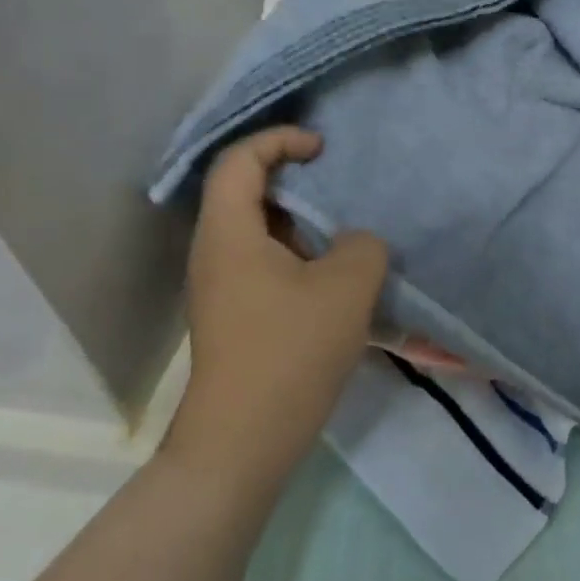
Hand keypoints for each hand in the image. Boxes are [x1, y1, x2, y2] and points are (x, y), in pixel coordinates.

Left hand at [167, 128, 388, 498]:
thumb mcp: (347, 286)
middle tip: (342, 184)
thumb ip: (363, 244)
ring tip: (349, 228)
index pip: (239, 161)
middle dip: (296, 178)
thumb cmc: (291, 352)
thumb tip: (354, 243)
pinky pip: (268, 262)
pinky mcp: (238, 314)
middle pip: (246, 191)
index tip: (323, 150)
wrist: (244, 440)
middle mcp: (216, 252)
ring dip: (303, 221)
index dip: (280, 140)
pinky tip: (339, 274)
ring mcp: (224, 286)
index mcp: (229, 233)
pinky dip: (301, 253)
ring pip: (261, 230)